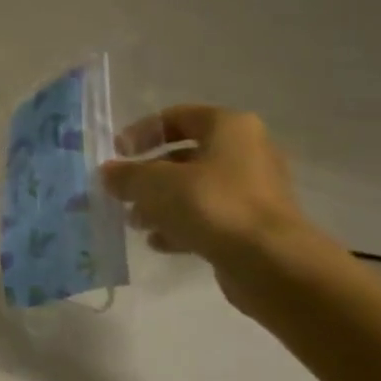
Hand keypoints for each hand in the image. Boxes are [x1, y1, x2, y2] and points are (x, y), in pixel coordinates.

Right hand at [101, 105, 307, 265]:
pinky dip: (182, 225)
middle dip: (149, 174)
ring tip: (135, 221)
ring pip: (195, 188)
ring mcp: (254, 190)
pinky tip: (158, 242)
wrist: (271, 263)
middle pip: (185, 155)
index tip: (118, 154)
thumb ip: (126, 175)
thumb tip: (108, 173)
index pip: (176, 117)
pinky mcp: (254, 225)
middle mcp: (247, 152)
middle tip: (122, 191)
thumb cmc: (212, 205)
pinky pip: (209, 216)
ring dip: (161, 203)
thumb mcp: (155, 184)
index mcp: (229, 127)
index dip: (141, 132)